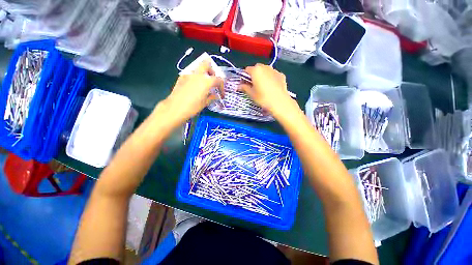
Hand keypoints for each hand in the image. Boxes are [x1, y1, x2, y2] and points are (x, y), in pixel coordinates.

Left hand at [161, 60, 223, 124]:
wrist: (175, 108)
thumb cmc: (193, 107)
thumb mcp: (205, 103)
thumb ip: (212, 97)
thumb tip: (216, 96)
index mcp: (206, 81)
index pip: (218, 79)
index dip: (222, 86)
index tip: (221, 94)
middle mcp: (198, 74)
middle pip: (207, 64)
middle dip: (211, 70)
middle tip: (212, 80)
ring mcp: (188, 74)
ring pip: (198, 68)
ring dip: (203, 74)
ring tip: (203, 84)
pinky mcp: (181, 77)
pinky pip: (191, 74)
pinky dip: (195, 78)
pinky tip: (194, 87)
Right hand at [240, 64, 296, 116]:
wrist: (280, 103)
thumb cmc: (263, 98)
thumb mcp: (251, 94)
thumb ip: (244, 88)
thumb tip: (239, 86)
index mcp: (256, 70)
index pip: (246, 70)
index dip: (244, 77)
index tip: (244, 84)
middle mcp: (265, 67)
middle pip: (256, 68)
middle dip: (254, 75)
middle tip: (253, 85)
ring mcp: (274, 70)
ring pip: (265, 71)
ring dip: (262, 76)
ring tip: (263, 86)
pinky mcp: (281, 75)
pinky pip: (273, 75)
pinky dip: (270, 78)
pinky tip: (271, 87)